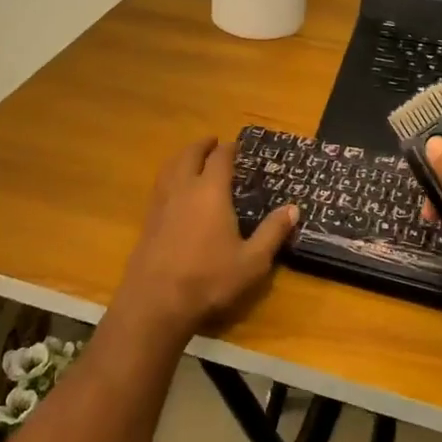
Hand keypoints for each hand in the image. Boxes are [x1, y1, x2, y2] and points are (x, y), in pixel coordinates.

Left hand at [111, 138, 296, 340]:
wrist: (156, 300)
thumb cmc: (209, 278)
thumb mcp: (252, 261)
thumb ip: (272, 232)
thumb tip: (293, 209)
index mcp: (210, 191)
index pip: (220, 158)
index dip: (229, 148)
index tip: (236, 144)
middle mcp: (184, 188)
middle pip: (190, 155)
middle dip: (202, 145)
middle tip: (212, 142)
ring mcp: (161, 202)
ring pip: (170, 167)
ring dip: (182, 157)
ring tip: (191, 158)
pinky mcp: (148, 219)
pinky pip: (160, 184)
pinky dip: (170, 175)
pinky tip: (174, 189)